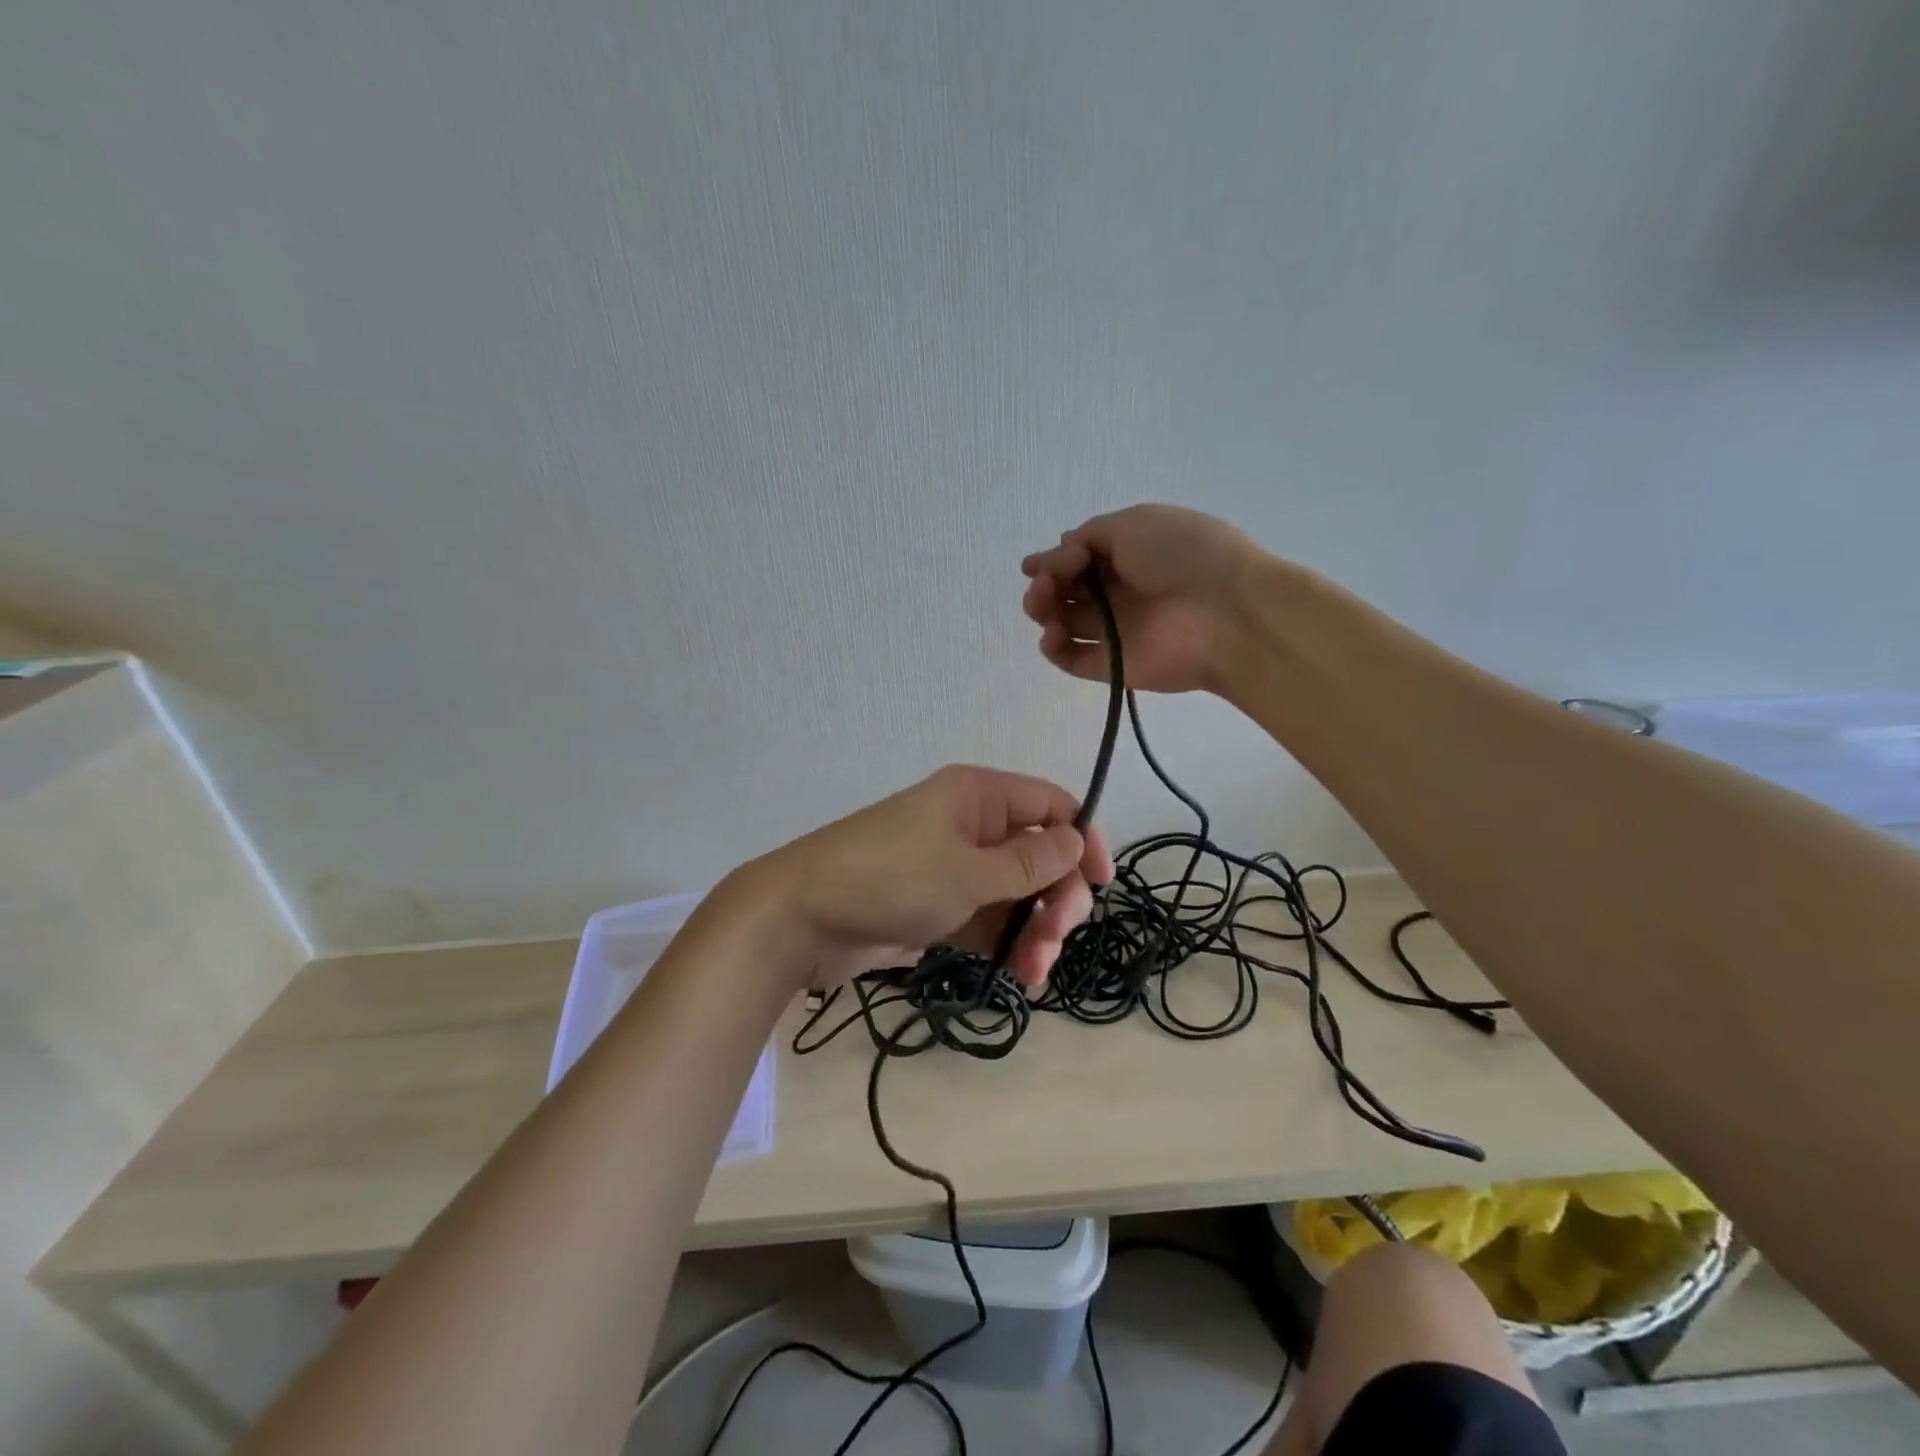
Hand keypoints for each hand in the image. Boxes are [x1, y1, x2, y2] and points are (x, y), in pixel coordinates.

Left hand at [735, 766, 1112, 989]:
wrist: (801, 919)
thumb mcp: (967, 871)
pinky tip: (1016, 975)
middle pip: (1039, 855)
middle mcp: (971, 826)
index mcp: (979, 796)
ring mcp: (954, 868)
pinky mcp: (938, 907)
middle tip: (1053, 940)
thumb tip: (1078, 840)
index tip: (1100, 885)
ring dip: (1033, 930)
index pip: (1052, 806)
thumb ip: (1029, 862)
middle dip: (1055, 899)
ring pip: (1016, 894)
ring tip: (1031, 973)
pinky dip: (1005, 944)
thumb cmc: (890, 879)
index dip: (1083, 840)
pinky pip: (989, 920)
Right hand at [1022, 504, 1262, 693]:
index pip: (1076, 559)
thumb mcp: (1135, 523)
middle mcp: (1118, 592)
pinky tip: (1052, 634)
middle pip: (1065, 591)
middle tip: (1046, 585)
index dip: (1052, 561)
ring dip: (1042, 611)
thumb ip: (1089, 536)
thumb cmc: (1183, 556)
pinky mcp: (1112, 666)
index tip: (1034, 565)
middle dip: (1045, 584)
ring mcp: (1115, 630)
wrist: (1227, 612)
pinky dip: (1053, 648)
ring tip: (1045, 606)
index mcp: (1127, 555)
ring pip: (1063, 623)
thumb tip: (1059, 549)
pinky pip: (1071, 659)